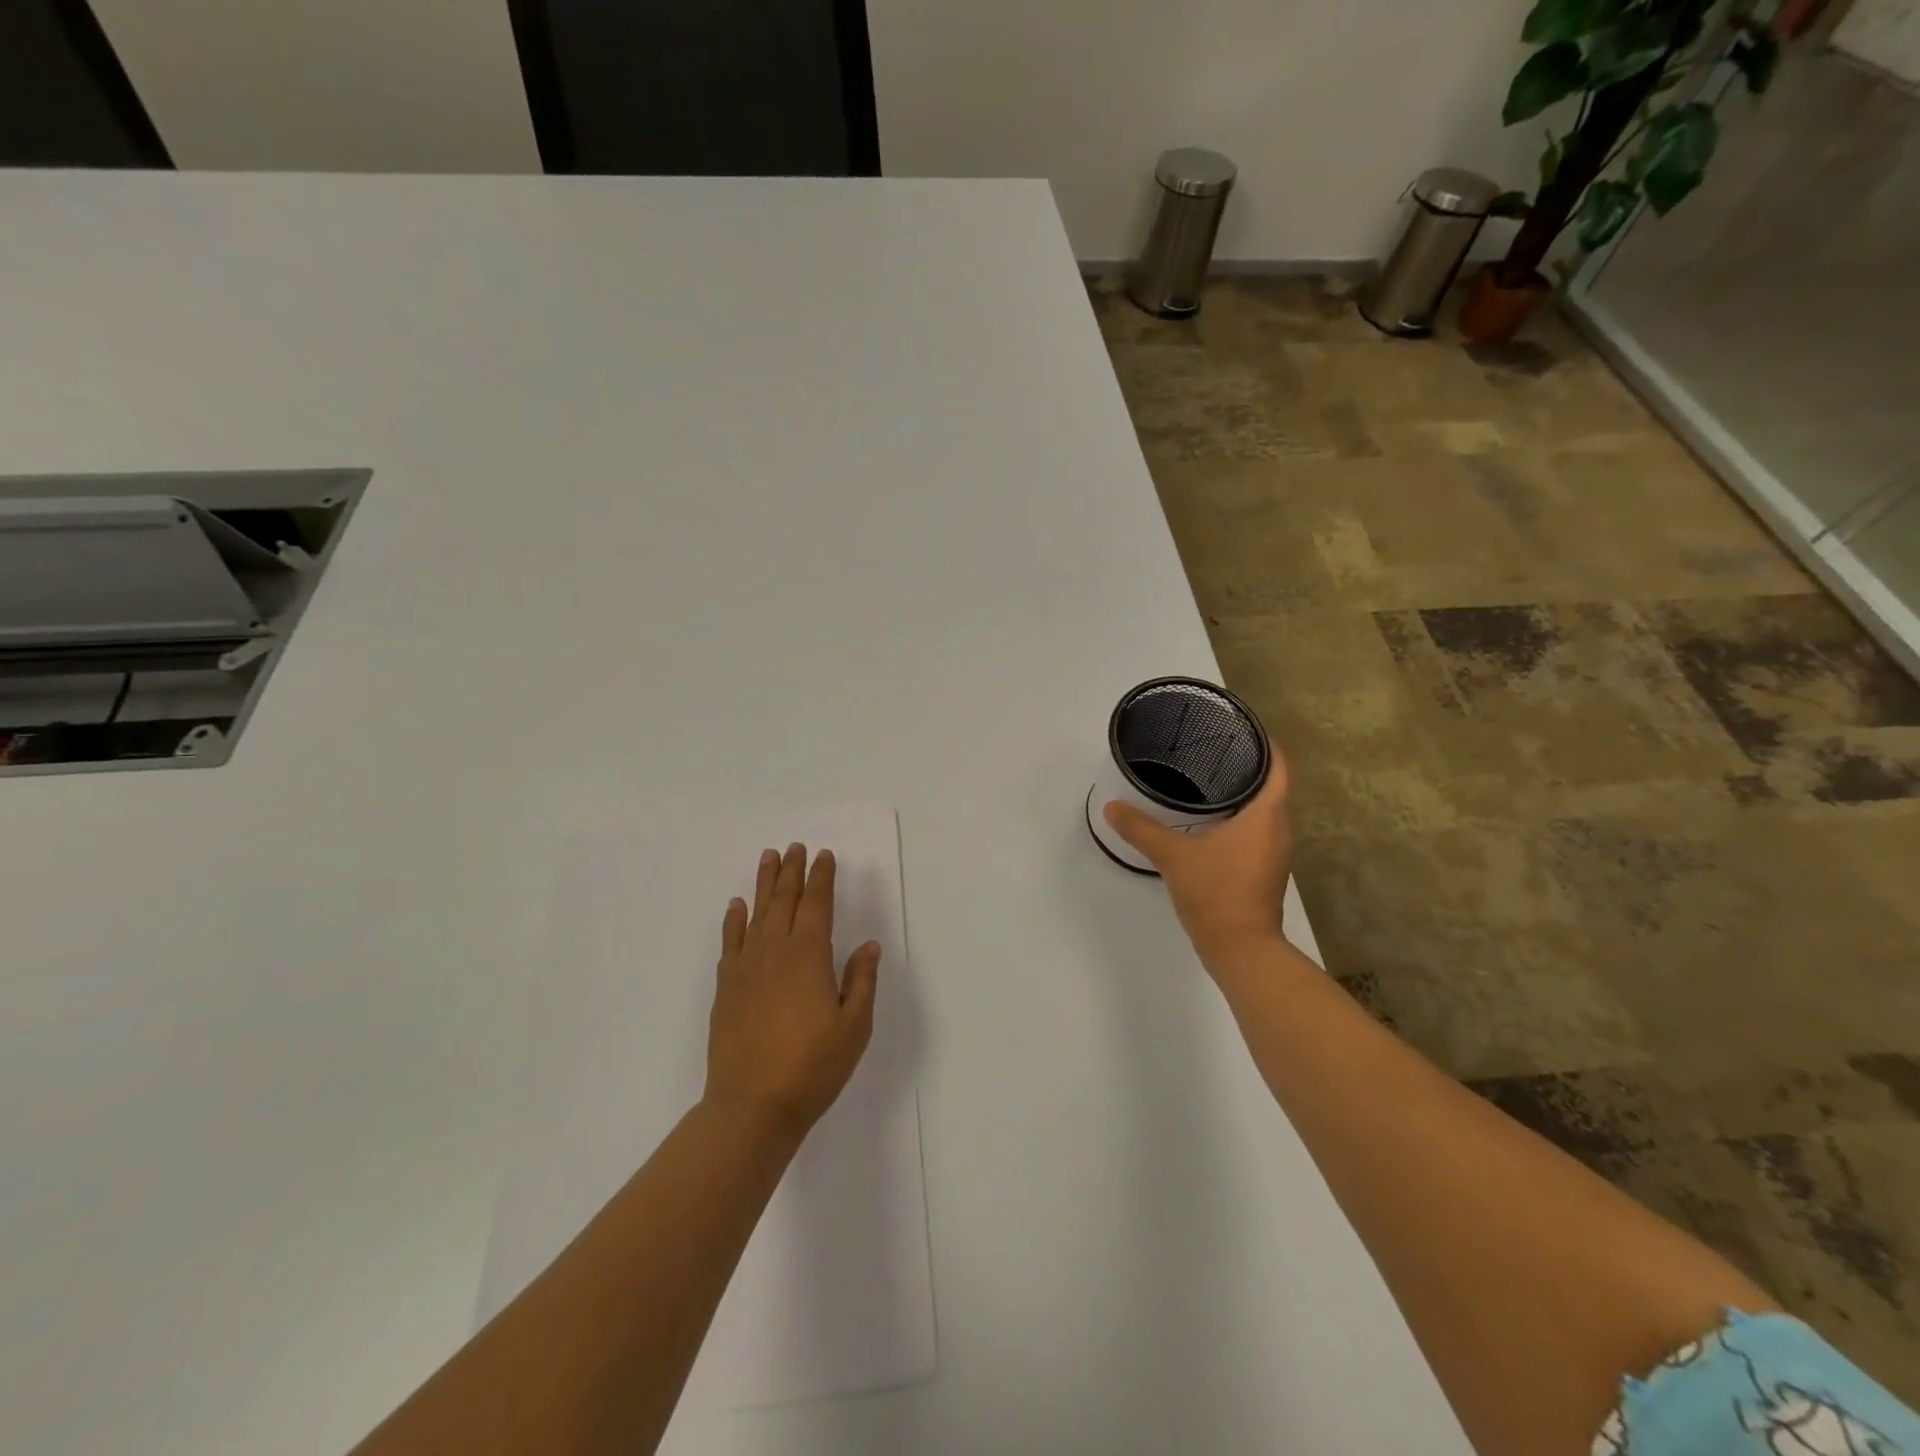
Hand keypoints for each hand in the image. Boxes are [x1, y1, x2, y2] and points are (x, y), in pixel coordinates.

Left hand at [705, 843, 880, 1141]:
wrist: (751, 1106)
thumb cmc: (812, 1067)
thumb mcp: (854, 1027)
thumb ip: (861, 981)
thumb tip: (868, 945)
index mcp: (809, 956)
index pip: (817, 904)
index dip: (821, 878)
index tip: (824, 856)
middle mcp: (775, 951)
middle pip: (784, 900)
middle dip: (792, 871)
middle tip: (795, 847)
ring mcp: (746, 968)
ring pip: (757, 914)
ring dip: (765, 884)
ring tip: (769, 858)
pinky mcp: (727, 988)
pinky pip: (731, 942)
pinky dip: (734, 920)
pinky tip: (737, 906)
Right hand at [1103, 745, 1293, 964]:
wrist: (1241, 949)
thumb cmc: (1216, 893)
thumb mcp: (1173, 856)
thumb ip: (1141, 828)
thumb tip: (1112, 806)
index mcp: (1266, 815)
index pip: (1278, 766)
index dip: (1265, 743)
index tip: (1240, 727)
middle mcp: (1278, 829)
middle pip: (1271, 785)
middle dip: (1247, 765)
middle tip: (1211, 748)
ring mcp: (1273, 852)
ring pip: (1263, 810)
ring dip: (1242, 793)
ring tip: (1206, 778)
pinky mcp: (1263, 871)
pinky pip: (1255, 831)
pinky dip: (1237, 818)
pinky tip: (1207, 820)